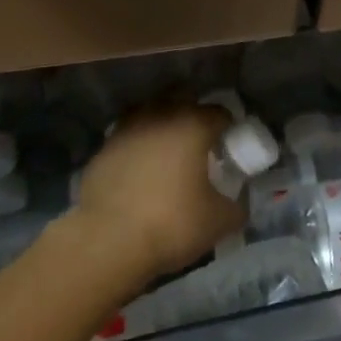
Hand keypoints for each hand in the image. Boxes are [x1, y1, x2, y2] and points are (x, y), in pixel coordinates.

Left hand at [66, 104, 243, 283]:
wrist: (107, 241)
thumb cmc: (171, 223)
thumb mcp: (220, 222)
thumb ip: (237, 205)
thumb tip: (238, 202)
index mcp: (192, 125)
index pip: (220, 112)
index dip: (229, 127)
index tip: (231, 145)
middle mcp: (159, 117)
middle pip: (182, 100)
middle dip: (193, 114)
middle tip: (200, 142)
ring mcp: (126, 130)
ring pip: (149, 113)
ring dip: (161, 124)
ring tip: (167, 151)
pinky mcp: (102, 149)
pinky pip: (127, 137)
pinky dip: (137, 145)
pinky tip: (140, 169)